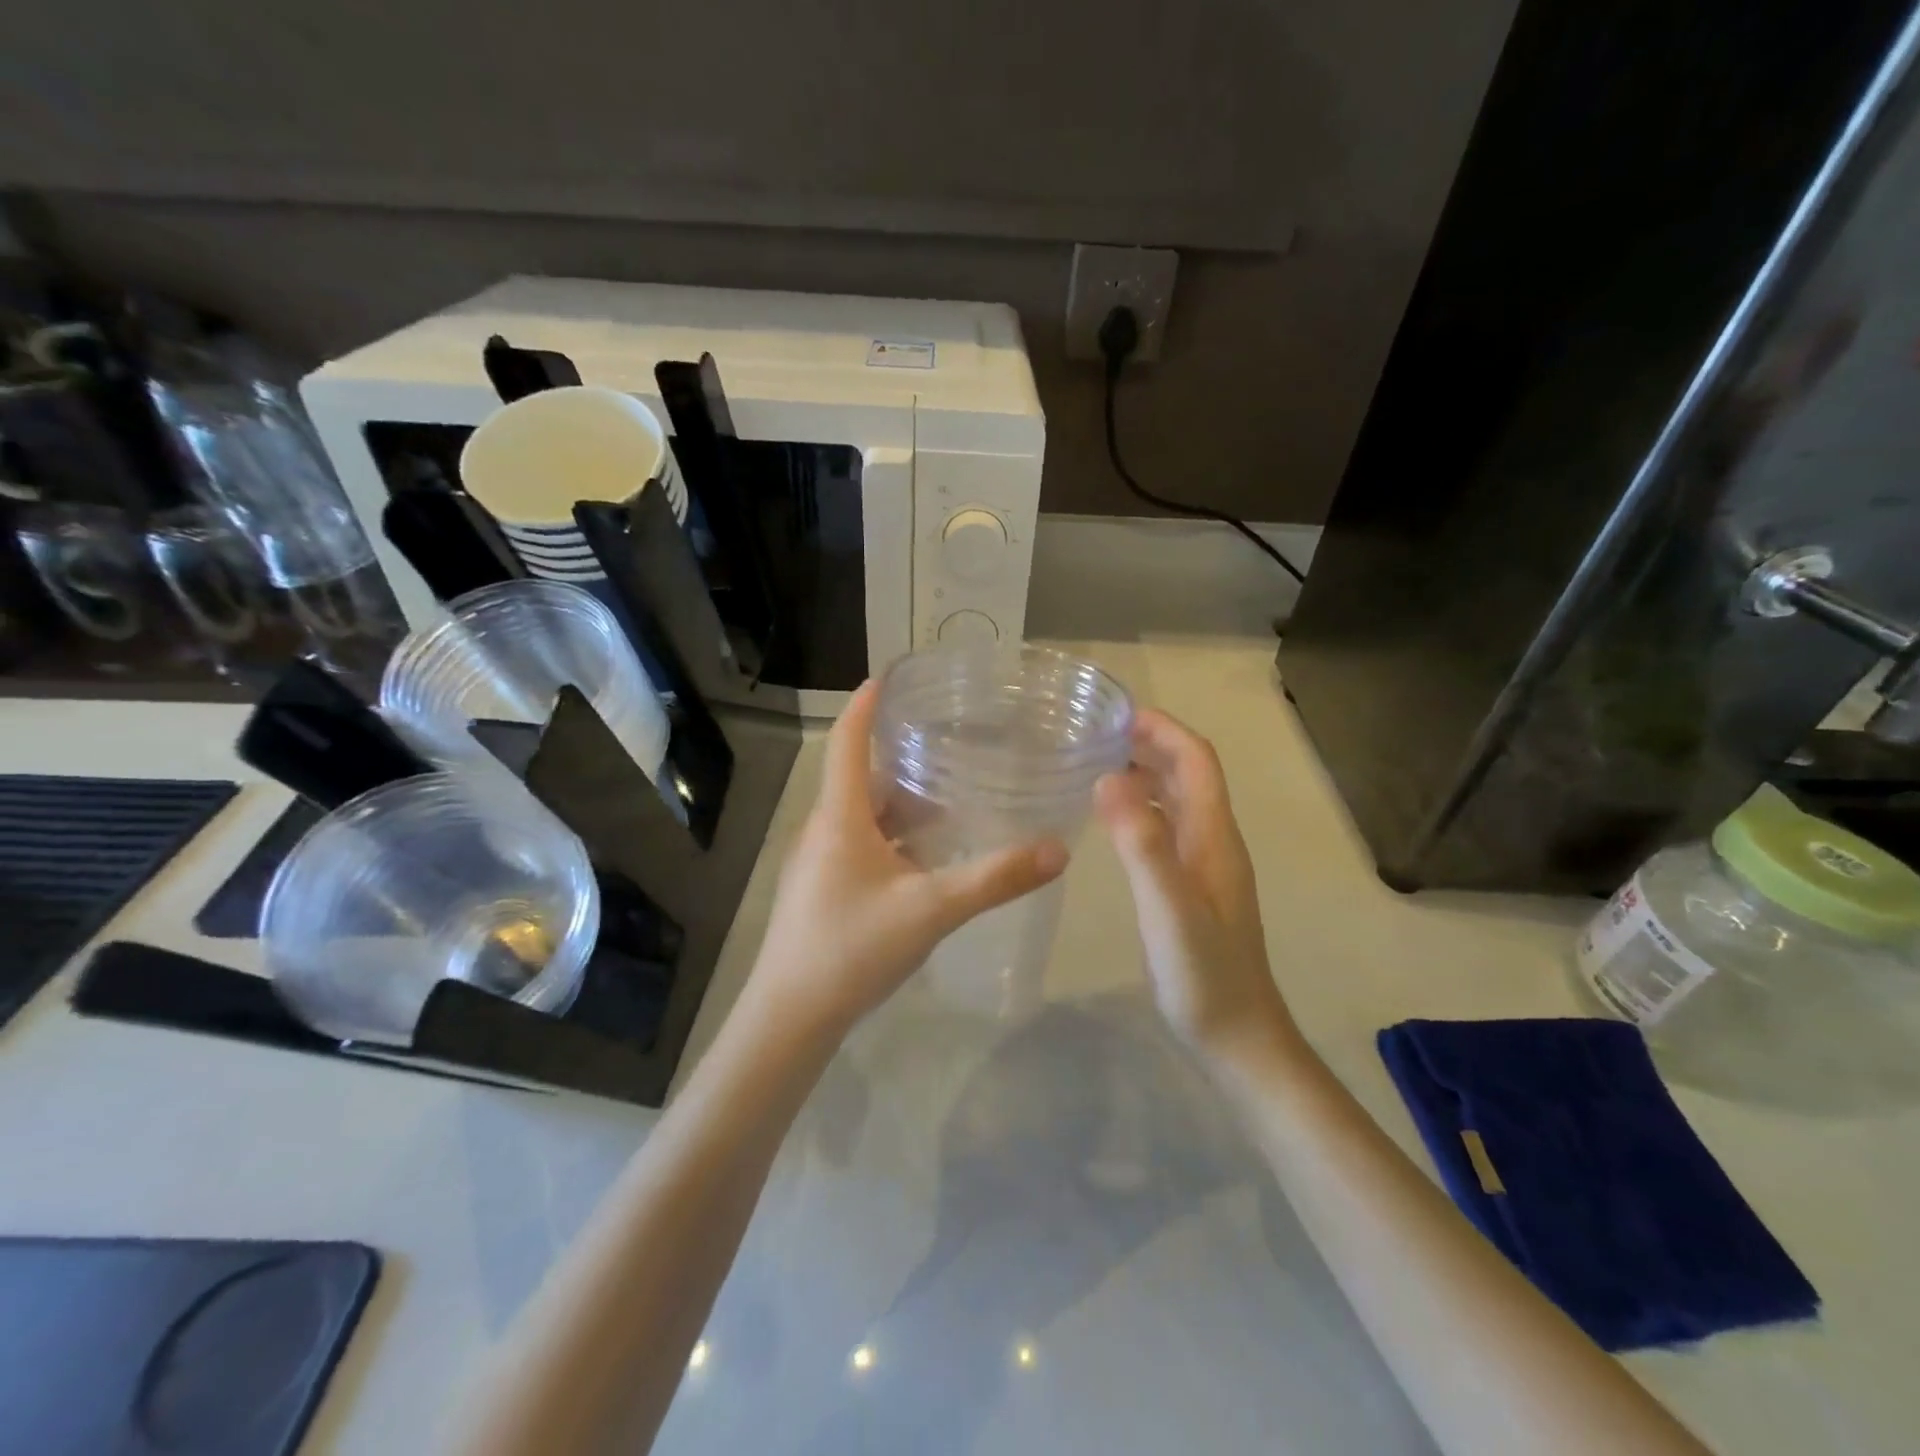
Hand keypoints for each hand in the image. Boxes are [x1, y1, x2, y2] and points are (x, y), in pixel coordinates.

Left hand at [750, 680, 1068, 1036]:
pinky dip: (895, 838)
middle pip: (862, 779)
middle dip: (902, 760)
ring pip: (864, 816)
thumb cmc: (852, 949)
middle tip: (951, 746)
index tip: (888, 676)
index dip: (865, 706)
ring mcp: (820, 863)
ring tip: (951, 800)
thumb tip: (1058, 849)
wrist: (790, 1017)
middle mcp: (825, 830)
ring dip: (902, 805)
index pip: (846, 742)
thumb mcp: (932, 910)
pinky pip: (862, 845)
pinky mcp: (823, 890)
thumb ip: (995, 879)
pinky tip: (927, 859)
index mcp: (840, 817)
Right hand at [1095, 709, 1295, 1060]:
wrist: (1238, 1038)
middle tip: (1094, 735)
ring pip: (1178, 801)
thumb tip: (1109, 777)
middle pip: (1189, 774)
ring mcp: (1204, 866)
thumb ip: (1143, 845)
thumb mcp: (1169, 909)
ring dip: (1145, 773)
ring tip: (1096, 765)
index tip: (1117, 713)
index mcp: (1215, 837)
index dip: (1164, 729)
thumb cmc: (1205, 976)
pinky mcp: (1191, 888)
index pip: (1197, 761)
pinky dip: (1142, 809)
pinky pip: (1167, 829)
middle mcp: (1214, 842)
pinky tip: (1112, 820)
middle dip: (1150, 744)